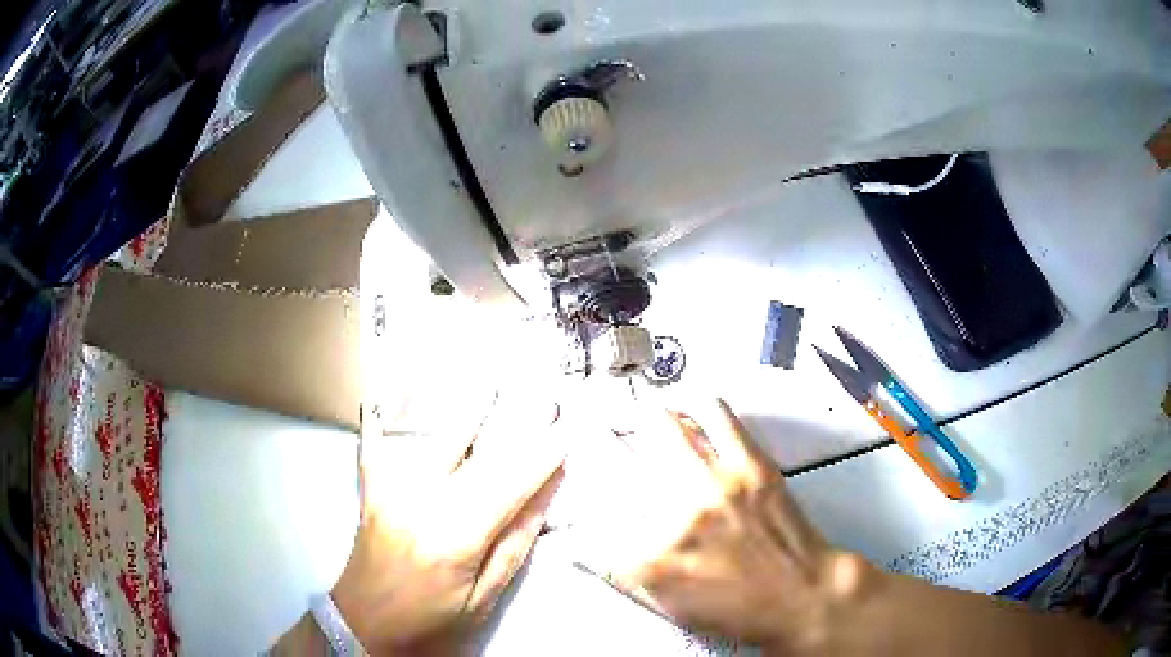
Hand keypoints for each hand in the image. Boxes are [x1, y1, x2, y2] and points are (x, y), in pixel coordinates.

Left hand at [331, 398, 565, 654]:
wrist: (364, 630)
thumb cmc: (429, 626)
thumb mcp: (482, 600)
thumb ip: (513, 546)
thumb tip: (542, 499)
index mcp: (456, 537)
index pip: (511, 485)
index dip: (542, 456)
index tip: (568, 431)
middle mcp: (422, 504)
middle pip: (480, 457)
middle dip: (518, 428)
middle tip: (546, 400)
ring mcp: (392, 494)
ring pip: (436, 443)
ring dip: (467, 412)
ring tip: (491, 383)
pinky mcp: (372, 495)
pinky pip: (374, 451)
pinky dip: (378, 424)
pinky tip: (379, 400)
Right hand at [577, 400, 869, 651]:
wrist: (802, 594)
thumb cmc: (737, 609)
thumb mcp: (667, 605)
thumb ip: (622, 570)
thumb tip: (588, 539)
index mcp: (649, 559)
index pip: (593, 508)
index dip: (581, 481)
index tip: (578, 466)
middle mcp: (675, 518)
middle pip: (616, 458)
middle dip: (599, 439)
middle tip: (599, 431)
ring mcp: (715, 486)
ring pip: (661, 425)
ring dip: (645, 417)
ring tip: (643, 414)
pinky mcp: (750, 465)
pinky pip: (716, 415)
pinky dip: (698, 404)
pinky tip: (691, 407)